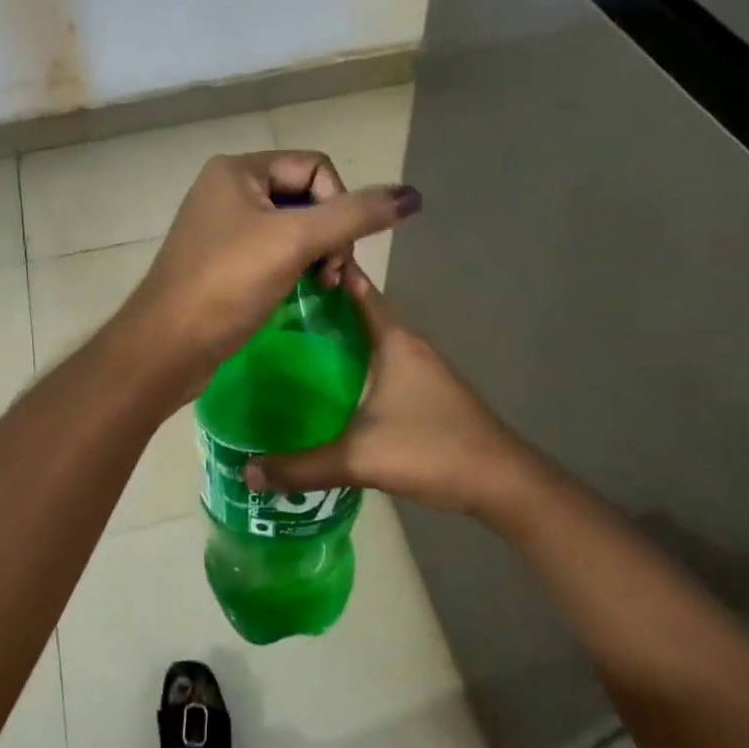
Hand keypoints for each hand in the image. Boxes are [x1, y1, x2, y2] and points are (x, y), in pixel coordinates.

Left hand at [125, 151, 419, 388]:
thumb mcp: (294, 242)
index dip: (339, 204)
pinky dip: (297, 267)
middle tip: (331, 274)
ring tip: (322, 287)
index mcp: (238, 169)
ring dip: (318, 253)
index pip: (316, 167)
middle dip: (330, 234)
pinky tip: (304, 293)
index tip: (335, 250)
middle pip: (307, 196)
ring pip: (294, 226)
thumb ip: (355, 215)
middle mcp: (229, 189)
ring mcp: (224, 226)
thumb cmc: (227, 285)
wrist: (167, 346)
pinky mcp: (225, 260)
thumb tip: (411, 195)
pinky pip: (275, 251)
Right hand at [242, 265, 546, 523]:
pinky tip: (328, 386)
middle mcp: (407, 345)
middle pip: (358, 311)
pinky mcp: (425, 392)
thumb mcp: (360, 459)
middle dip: (319, 307)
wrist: (501, 483)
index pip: (356, 288)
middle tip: (270, 311)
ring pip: (369, 340)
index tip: (285, 265)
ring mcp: (420, 368)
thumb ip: (302, 466)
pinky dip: (353, 363)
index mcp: (393, 340)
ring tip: (289, 345)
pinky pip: (379, 363)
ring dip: (337, 337)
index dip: (325, 272)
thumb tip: (247, 471)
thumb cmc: (432, 450)